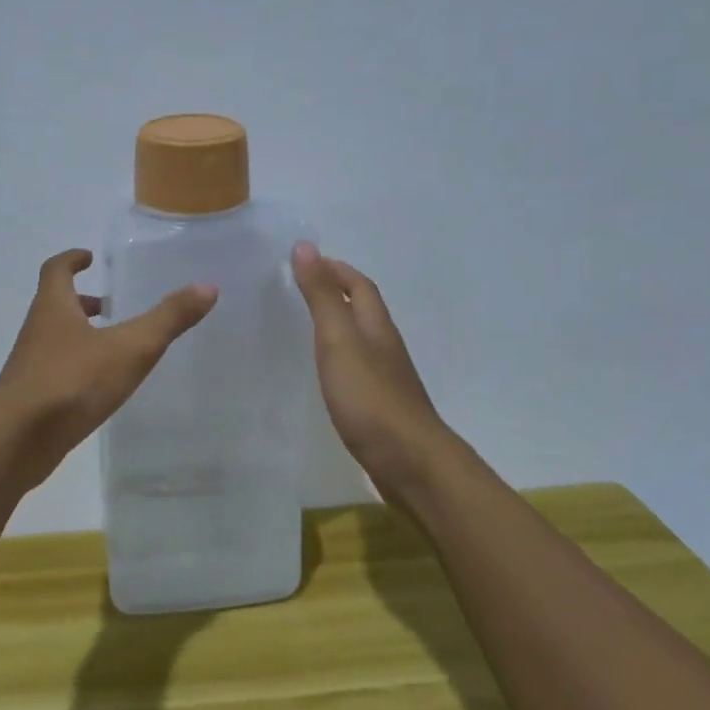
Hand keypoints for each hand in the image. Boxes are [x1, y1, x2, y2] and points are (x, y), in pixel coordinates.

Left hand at [0, 249, 216, 487]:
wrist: (18, 439)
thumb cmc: (73, 381)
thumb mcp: (131, 347)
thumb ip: (168, 318)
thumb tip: (207, 287)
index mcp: (54, 307)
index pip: (56, 270)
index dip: (71, 260)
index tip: (87, 257)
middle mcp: (36, 331)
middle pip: (54, 306)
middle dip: (81, 302)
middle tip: (109, 306)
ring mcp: (29, 367)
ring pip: (54, 341)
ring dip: (78, 336)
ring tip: (111, 348)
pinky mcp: (30, 399)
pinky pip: (54, 373)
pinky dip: (75, 370)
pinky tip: (97, 389)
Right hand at [291, 242, 454, 501]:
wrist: (409, 462)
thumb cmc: (370, 397)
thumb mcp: (339, 341)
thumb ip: (322, 297)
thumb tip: (305, 247)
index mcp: (377, 327)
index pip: (360, 285)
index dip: (335, 269)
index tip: (304, 261)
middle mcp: (385, 347)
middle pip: (364, 310)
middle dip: (337, 293)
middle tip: (299, 289)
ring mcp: (386, 379)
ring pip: (361, 340)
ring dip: (338, 325)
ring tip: (305, 325)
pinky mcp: (379, 407)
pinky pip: (357, 369)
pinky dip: (339, 358)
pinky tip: (324, 373)